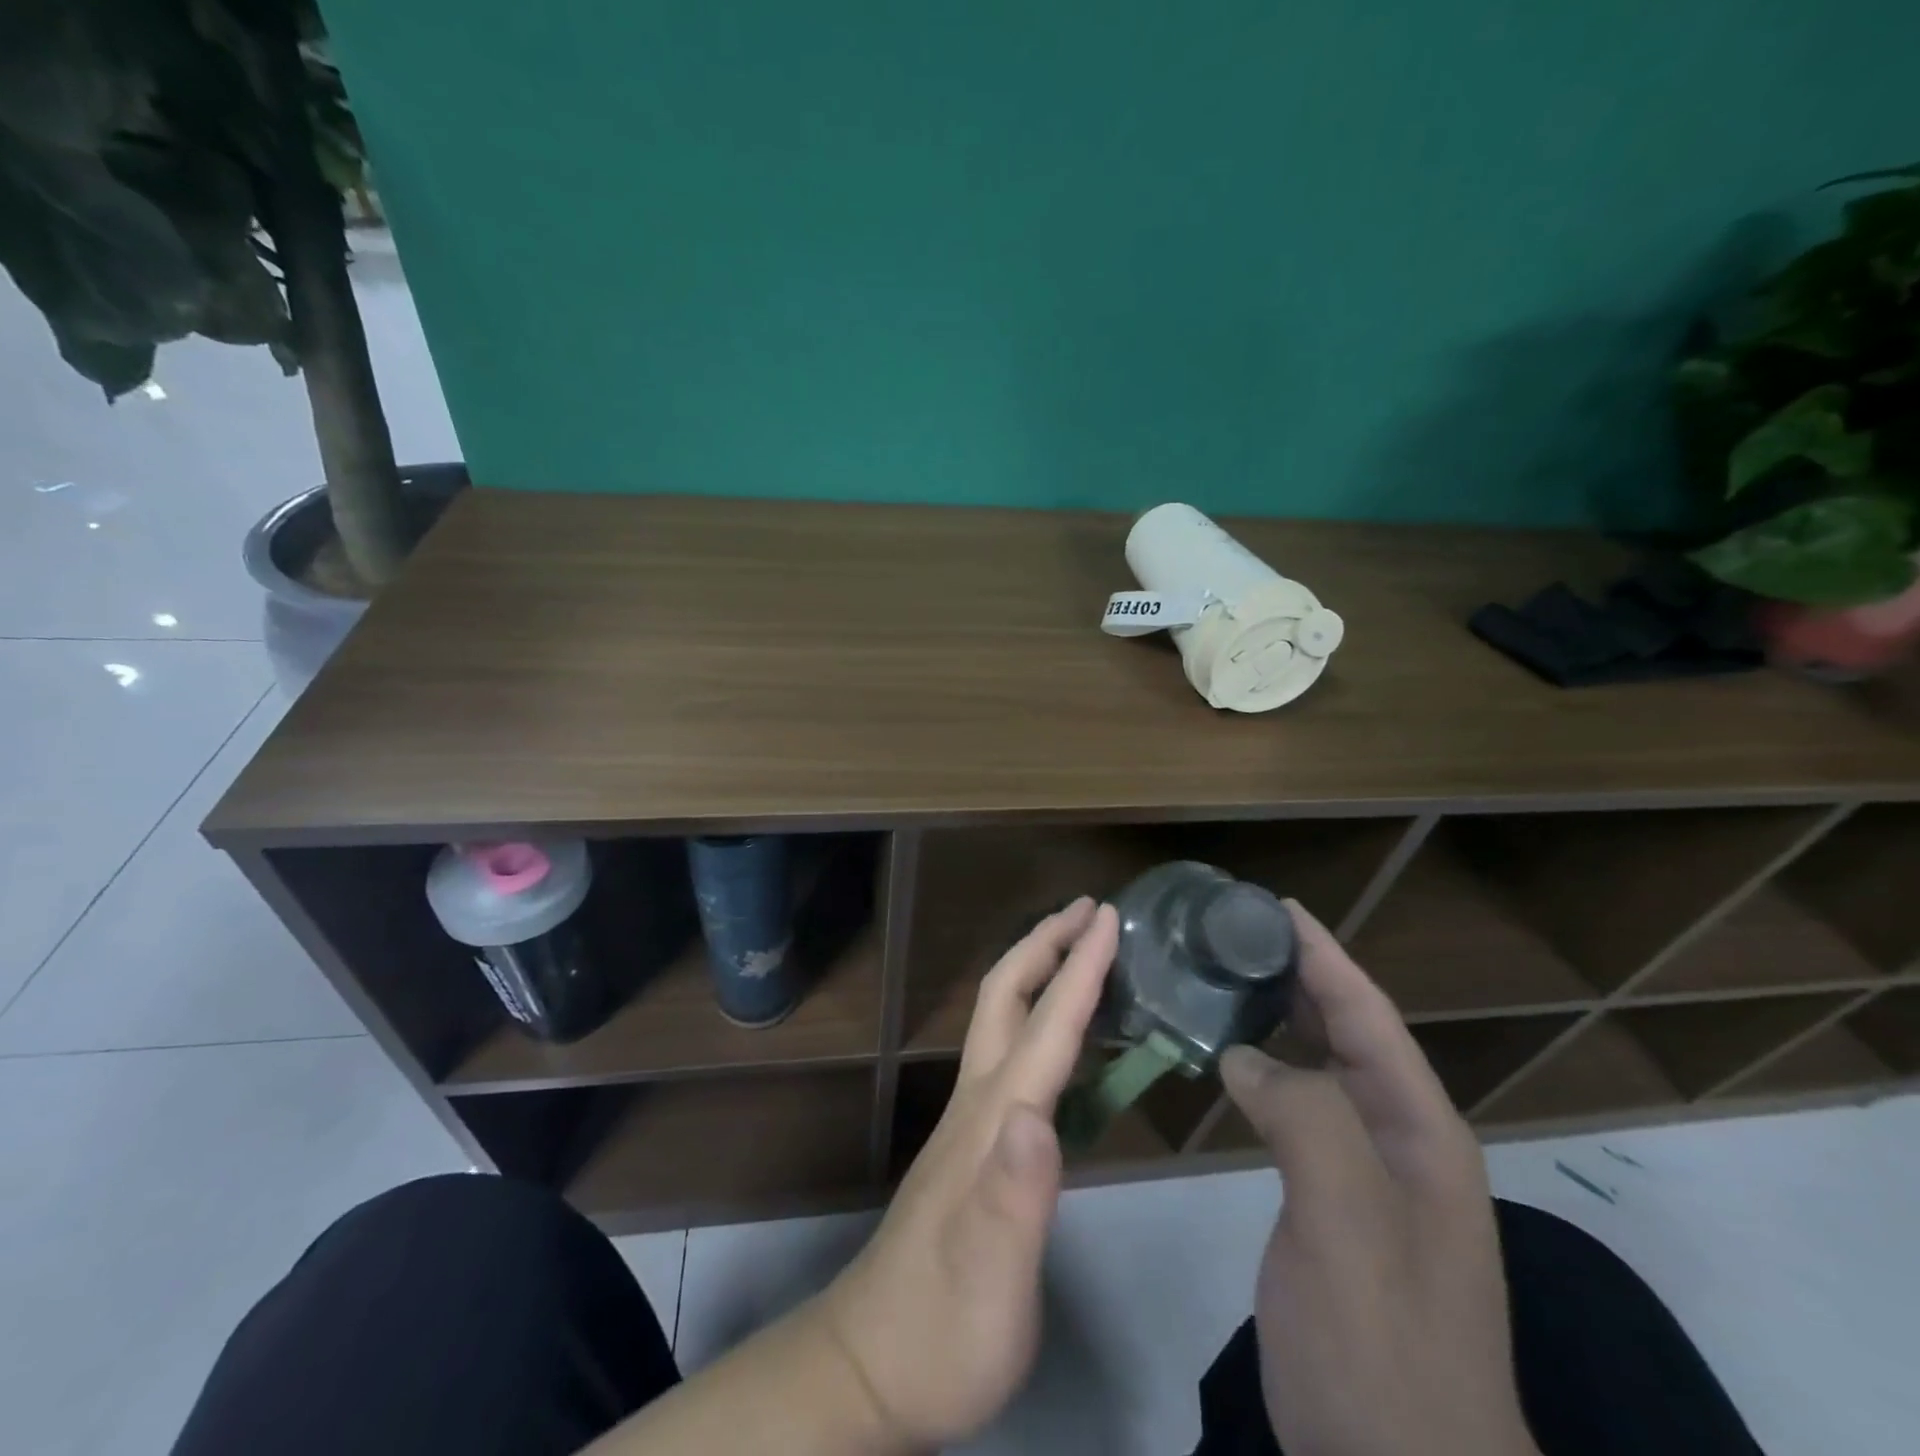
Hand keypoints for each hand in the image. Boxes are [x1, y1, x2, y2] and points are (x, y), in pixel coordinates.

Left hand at [813, 897, 1117, 1448]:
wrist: (874, 1364)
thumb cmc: (944, 1329)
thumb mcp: (990, 1282)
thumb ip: (1014, 1200)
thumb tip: (1037, 1117)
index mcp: (993, 1122)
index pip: (1044, 1028)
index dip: (1079, 969)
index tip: (1109, 918)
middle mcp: (979, 1103)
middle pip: (1007, 997)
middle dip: (1047, 943)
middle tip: (1092, 910)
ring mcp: (972, 1120)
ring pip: (1004, 1019)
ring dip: (1042, 970)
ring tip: (1084, 949)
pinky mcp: (976, 1143)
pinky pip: (1013, 1052)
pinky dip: (1042, 1016)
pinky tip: (1065, 1034)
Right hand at [1220, 902, 1537, 1455]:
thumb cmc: (1381, 1349)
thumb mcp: (1348, 1225)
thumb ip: (1305, 1118)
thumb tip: (1243, 1053)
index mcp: (1421, 1133)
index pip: (1369, 1017)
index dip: (1325, 955)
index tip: (1274, 906)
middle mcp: (1403, 1142)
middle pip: (1349, 1033)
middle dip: (1300, 975)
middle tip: (1234, 934)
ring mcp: (1370, 1177)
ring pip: (1323, 1069)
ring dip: (1281, 1018)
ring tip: (1225, 978)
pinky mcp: (1334, 1204)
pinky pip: (1300, 1110)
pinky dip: (1266, 1070)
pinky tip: (1231, 1060)